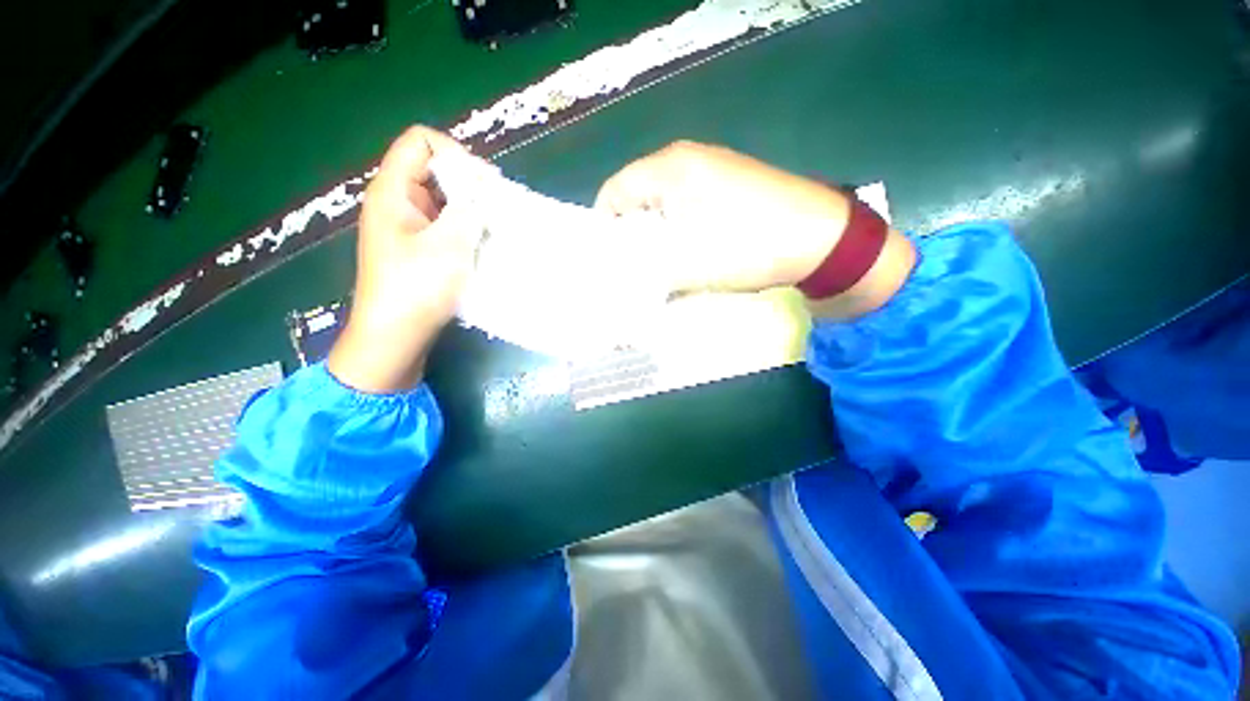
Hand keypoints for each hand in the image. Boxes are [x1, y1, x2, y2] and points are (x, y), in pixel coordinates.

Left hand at [328, 126, 481, 392]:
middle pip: (433, 169)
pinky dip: (464, 227)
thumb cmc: (416, 288)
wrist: (394, 336)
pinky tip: (481, 245)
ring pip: (441, 199)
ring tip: (494, 229)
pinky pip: (443, 223)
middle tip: (496, 208)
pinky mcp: (416, 248)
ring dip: (470, 209)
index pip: (420, 141)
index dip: (456, 153)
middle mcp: (395, 202)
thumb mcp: (449, 244)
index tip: (485, 184)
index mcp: (392, 191)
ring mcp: (406, 226)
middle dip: (468, 183)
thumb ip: (470, 209)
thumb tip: (487, 191)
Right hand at [595, 141, 914, 317]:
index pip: (614, 191)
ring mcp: (711, 168)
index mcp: (670, 168)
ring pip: (663, 200)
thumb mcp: (687, 265)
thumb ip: (645, 269)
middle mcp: (687, 159)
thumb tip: (622, 276)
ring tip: (659, 262)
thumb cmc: (748, 246)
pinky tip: (688, 249)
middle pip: (638, 194)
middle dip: (630, 231)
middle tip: (632, 265)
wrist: (821, 238)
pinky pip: (687, 203)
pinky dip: (678, 227)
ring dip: (655, 232)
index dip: (605, 227)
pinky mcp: (729, 182)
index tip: (609, 261)